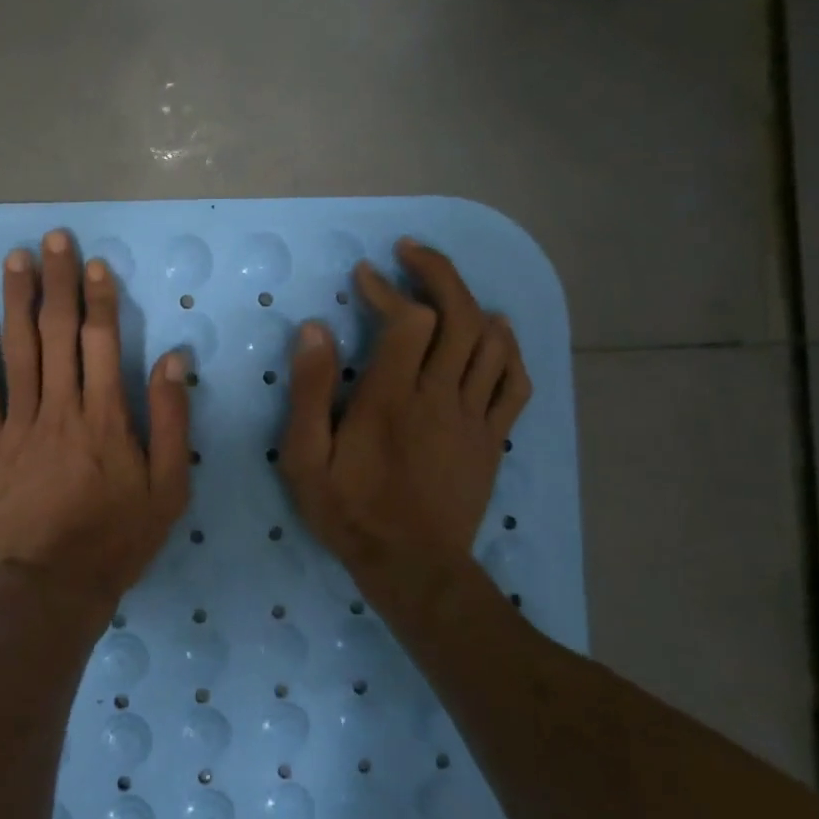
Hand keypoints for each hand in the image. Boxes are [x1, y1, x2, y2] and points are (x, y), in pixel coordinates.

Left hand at [0, 230, 192, 617]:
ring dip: (18, 299)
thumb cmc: (119, 536)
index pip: (102, 340)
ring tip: (17, 258)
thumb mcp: (170, 487)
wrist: (55, 583)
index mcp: (107, 417)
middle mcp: (62, 407)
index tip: (93, 263)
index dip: (98, 297)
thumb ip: (172, 420)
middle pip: (58, 332)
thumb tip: (172, 358)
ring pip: (19, 348)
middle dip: (58, 281)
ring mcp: (19, 423)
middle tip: (54, 238)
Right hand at [279, 239, 531, 608]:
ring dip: (470, 301)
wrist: (413, 567)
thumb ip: (310, 391)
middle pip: (458, 316)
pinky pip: (513, 381)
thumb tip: (316, 329)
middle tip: (411, 252)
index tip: (365, 274)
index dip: (389, 287)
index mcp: (391, 398)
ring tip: (444, 284)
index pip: (408, 321)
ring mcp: (473, 416)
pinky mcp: (493, 437)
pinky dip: (508, 348)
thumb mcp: (305, 457)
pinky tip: (495, 331)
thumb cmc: (350, 510)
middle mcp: (439, 396)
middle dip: (436, 273)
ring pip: (490, 342)